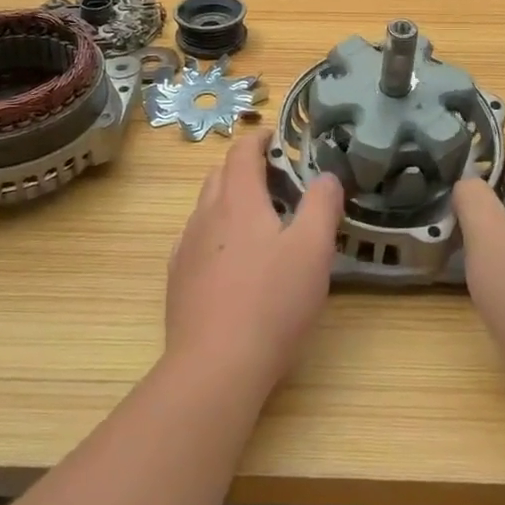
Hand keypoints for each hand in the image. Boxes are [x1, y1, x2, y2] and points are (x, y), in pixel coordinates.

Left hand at [166, 131, 343, 399]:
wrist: (215, 367)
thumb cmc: (271, 302)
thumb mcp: (313, 251)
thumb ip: (322, 205)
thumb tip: (327, 176)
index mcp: (238, 199)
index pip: (242, 151)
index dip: (259, 138)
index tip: (276, 138)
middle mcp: (206, 214)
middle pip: (221, 175)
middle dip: (245, 168)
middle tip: (276, 182)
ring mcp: (186, 247)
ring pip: (206, 207)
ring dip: (229, 201)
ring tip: (258, 222)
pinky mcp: (177, 279)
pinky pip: (195, 240)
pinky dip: (215, 233)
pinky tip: (231, 260)